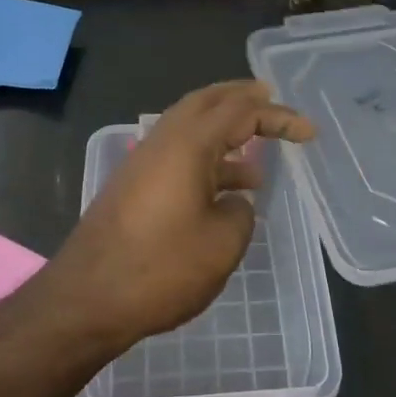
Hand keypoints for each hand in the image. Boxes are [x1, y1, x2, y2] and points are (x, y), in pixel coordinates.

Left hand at [47, 80, 315, 348]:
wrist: (86, 299)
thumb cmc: (160, 268)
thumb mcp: (222, 244)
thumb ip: (240, 212)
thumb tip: (232, 201)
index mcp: (188, 144)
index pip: (240, 111)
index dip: (278, 117)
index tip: (309, 133)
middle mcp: (162, 142)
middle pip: (206, 102)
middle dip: (240, 98)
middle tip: (270, 97)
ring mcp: (143, 163)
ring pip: (189, 129)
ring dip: (223, 132)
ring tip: (257, 156)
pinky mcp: (133, 187)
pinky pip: (178, 155)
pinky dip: (206, 159)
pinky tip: (223, 192)